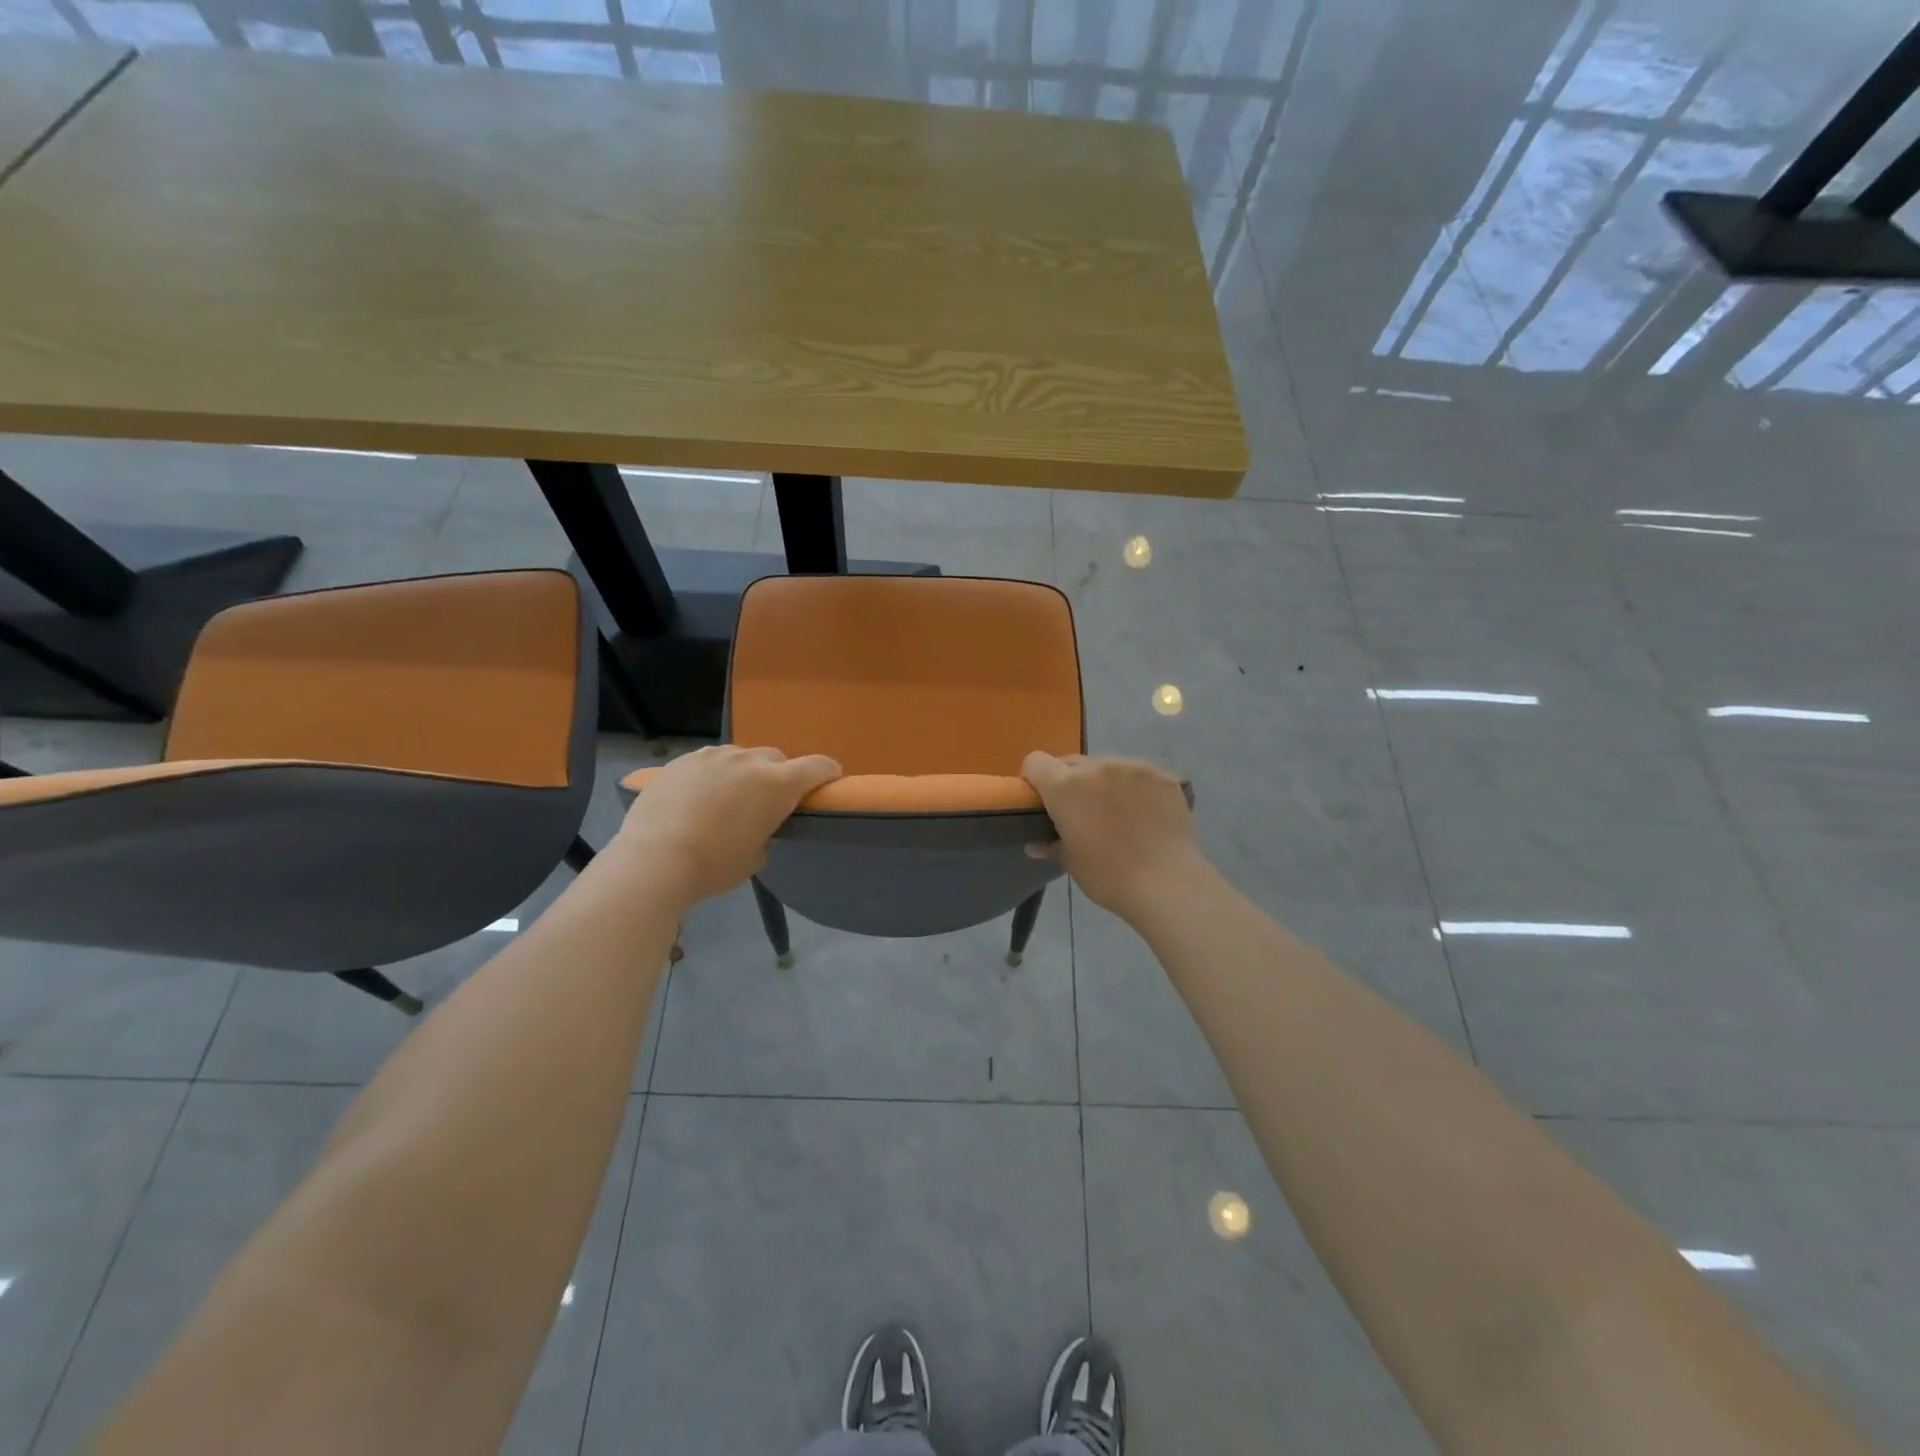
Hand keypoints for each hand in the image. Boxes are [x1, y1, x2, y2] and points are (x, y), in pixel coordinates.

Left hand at [611, 745, 840, 905]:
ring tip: (727, 799)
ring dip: (743, 773)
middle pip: (776, 759)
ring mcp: (713, 756)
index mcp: (777, 784)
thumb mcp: (755, 857)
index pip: (818, 766)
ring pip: (740, 757)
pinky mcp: (682, 760)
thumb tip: (756, 826)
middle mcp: (749, 761)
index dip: (828, 773)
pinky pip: (708, 762)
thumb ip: (766, 832)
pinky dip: (712, 775)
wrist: (654, 860)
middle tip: (767, 802)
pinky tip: (697, 798)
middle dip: (778, 776)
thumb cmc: (714, 865)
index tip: (829, 782)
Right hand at [1021, 752, 1205, 920]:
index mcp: (1066, 786)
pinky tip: (1145, 814)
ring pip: (1106, 766)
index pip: (1036, 762)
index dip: (1035, 779)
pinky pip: (1137, 775)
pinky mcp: (1162, 775)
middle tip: (1082, 813)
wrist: (1168, 884)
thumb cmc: (1109, 876)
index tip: (1043, 801)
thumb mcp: (1071, 863)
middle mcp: (1097, 766)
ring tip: (1118, 813)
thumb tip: (1036, 844)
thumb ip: (1051, 845)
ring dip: (1104, 783)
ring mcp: (1133, 767)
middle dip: (1070, 782)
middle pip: (1071, 763)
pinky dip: (1134, 788)